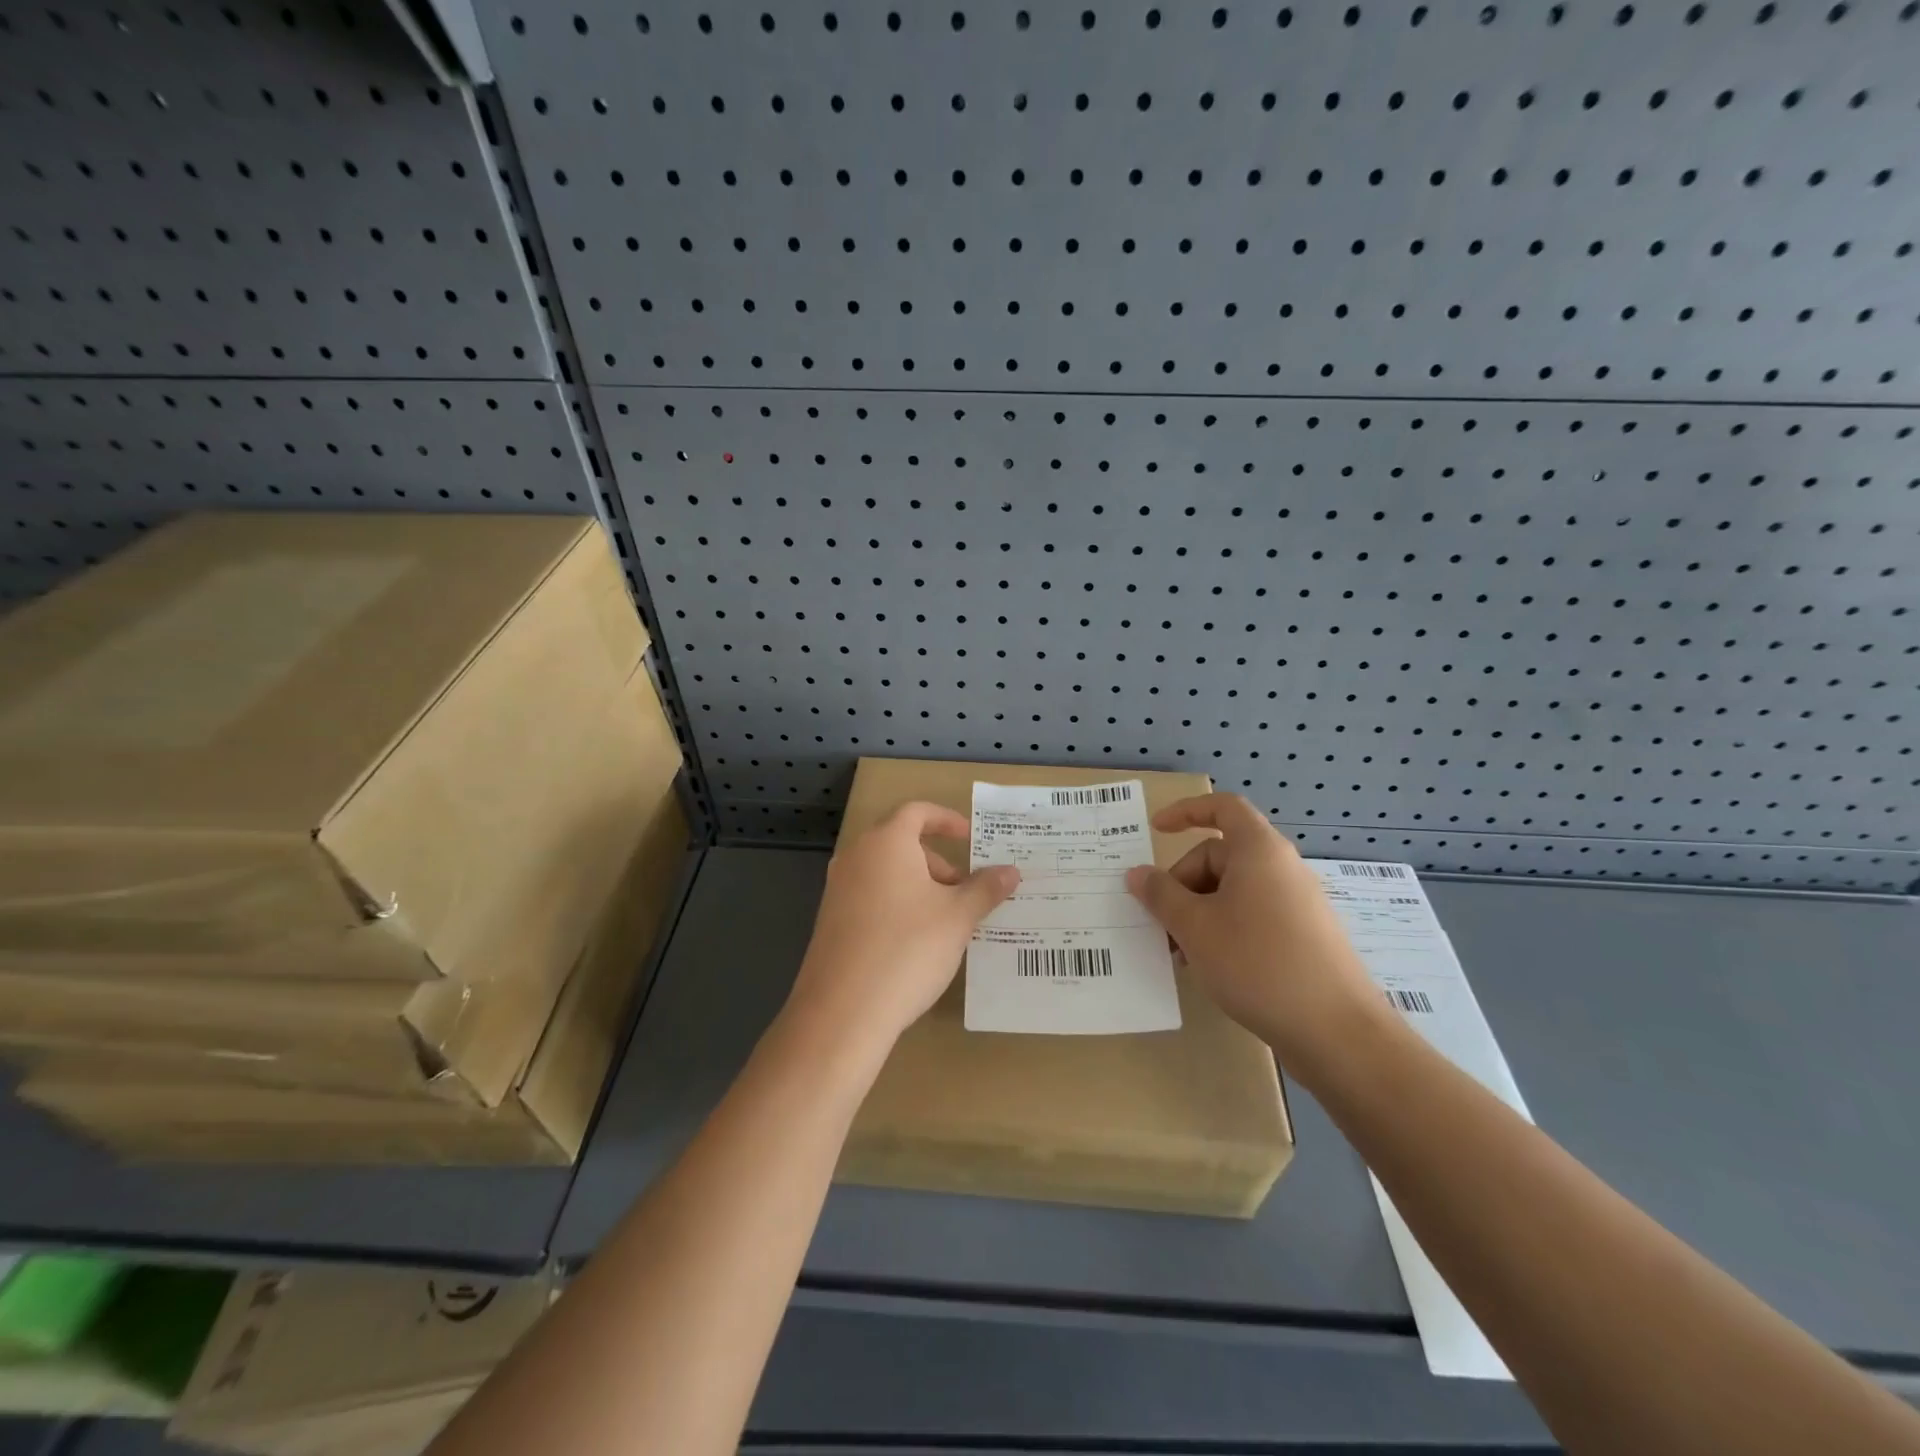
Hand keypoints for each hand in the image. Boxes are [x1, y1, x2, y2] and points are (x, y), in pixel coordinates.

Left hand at [787, 802, 1019, 1054]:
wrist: (843, 1011)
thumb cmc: (907, 949)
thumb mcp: (958, 917)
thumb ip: (985, 889)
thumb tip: (1011, 871)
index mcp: (886, 843)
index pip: (917, 812)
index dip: (947, 820)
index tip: (971, 838)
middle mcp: (856, 857)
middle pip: (901, 843)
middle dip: (938, 862)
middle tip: (965, 892)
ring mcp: (838, 889)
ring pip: (887, 873)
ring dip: (920, 886)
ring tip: (947, 922)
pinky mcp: (831, 921)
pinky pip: (871, 897)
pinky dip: (898, 905)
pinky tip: (916, 943)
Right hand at [1125, 794, 1381, 1066]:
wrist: (1336, 1032)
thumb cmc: (1257, 963)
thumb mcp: (1194, 927)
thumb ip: (1160, 895)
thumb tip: (1137, 874)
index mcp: (1259, 851)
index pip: (1223, 808)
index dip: (1186, 812)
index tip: (1156, 830)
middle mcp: (1282, 868)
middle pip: (1220, 856)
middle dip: (1183, 884)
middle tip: (1162, 924)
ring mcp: (1297, 903)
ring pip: (1234, 892)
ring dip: (1199, 913)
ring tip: (1182, 953)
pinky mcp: (1305, 937)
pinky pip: (1254, 916)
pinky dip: (1225, 930)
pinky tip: (1212, 967)